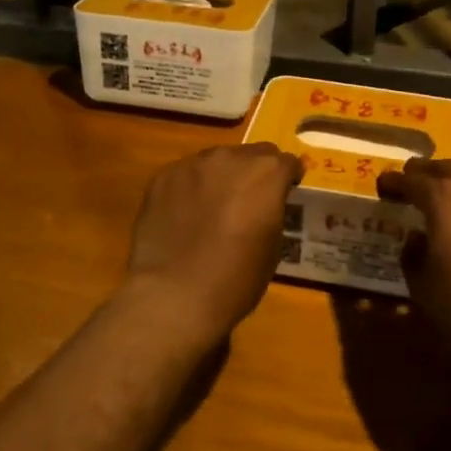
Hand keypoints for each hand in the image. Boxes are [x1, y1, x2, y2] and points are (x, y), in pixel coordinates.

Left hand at [122, 143, 303, 341]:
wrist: (174, 296)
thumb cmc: (235, 279)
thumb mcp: (273, 247)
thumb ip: (272, 211)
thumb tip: (263, 205)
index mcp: (266, 173)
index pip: (287, 162)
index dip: (288, 180)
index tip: (284, 195)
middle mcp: (231, 157)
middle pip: (252, 155)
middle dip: (255, 174)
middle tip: (248, 203)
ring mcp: (193, 164)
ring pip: (217, 161)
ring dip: (222, 178)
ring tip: (212, 209)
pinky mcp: (163, 176)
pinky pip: (186, 174)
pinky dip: (191, 188)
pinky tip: (184, 216)